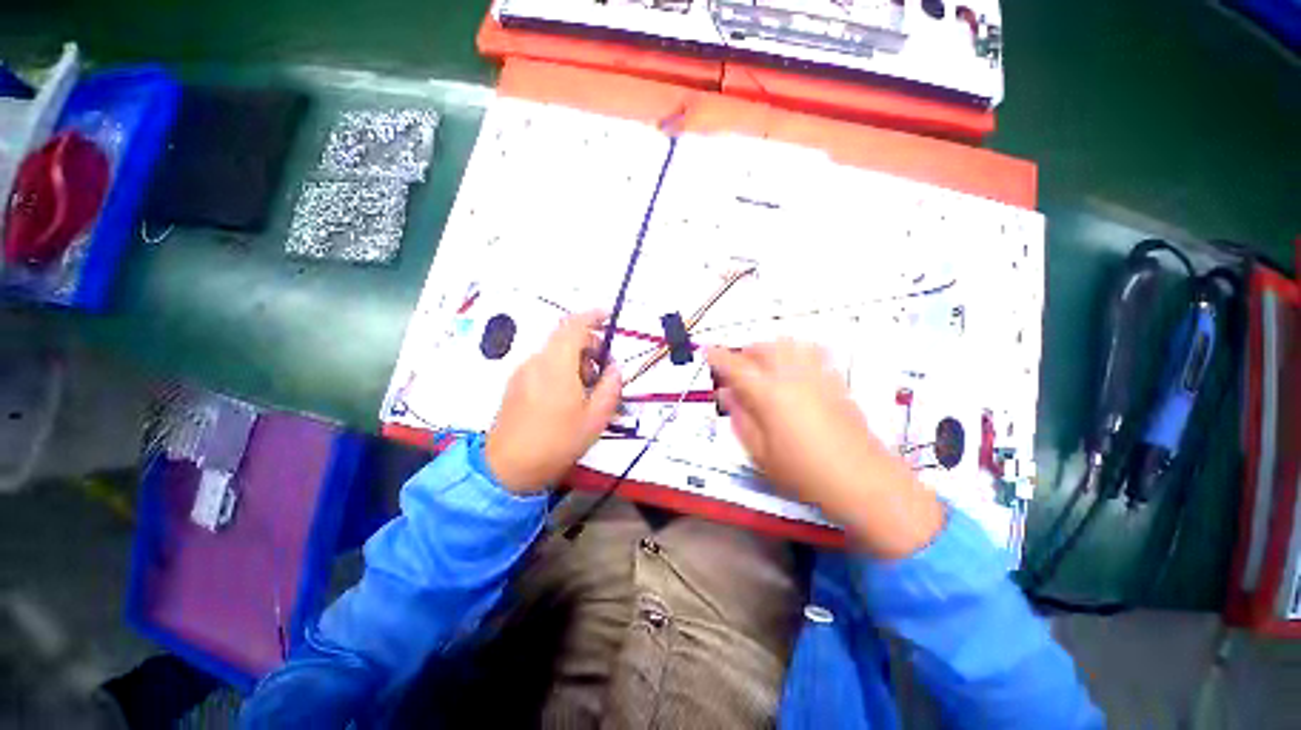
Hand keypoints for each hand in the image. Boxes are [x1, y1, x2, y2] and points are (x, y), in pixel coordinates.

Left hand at [485, 310, 621, 492]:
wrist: (507, 469)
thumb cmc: (557, 442)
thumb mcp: (596, 417)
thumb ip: (611, 386)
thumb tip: (614, 367)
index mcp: (556, 364)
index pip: (574, 325)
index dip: (593, 316)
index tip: (608, 317)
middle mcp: (536, 361)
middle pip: (565, 338)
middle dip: (589, 346)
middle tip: (604, 372)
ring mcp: (522, 372)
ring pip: (555, 352)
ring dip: (576, 360)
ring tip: (587, 391)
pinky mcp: (515, 384)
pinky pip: (543, 365)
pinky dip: (561, 369)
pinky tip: (567, 397)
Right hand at [707, 341, 942, 557]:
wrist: (863, 480)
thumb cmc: (804, 472)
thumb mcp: (760, 453)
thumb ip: (740, 419)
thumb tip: (726, 394)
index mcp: (769, 395)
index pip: (736, 366)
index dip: (718, 356)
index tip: (707, 351)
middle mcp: (792, 377)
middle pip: (764, 347)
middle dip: (745, 352)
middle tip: (737, 368)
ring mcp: (817, 376)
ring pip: (789, 344)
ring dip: (770, 348)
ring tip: (764, 365)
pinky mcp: (835, 381)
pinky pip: (813, 352)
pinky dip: (796, 351)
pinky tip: (793, 368)